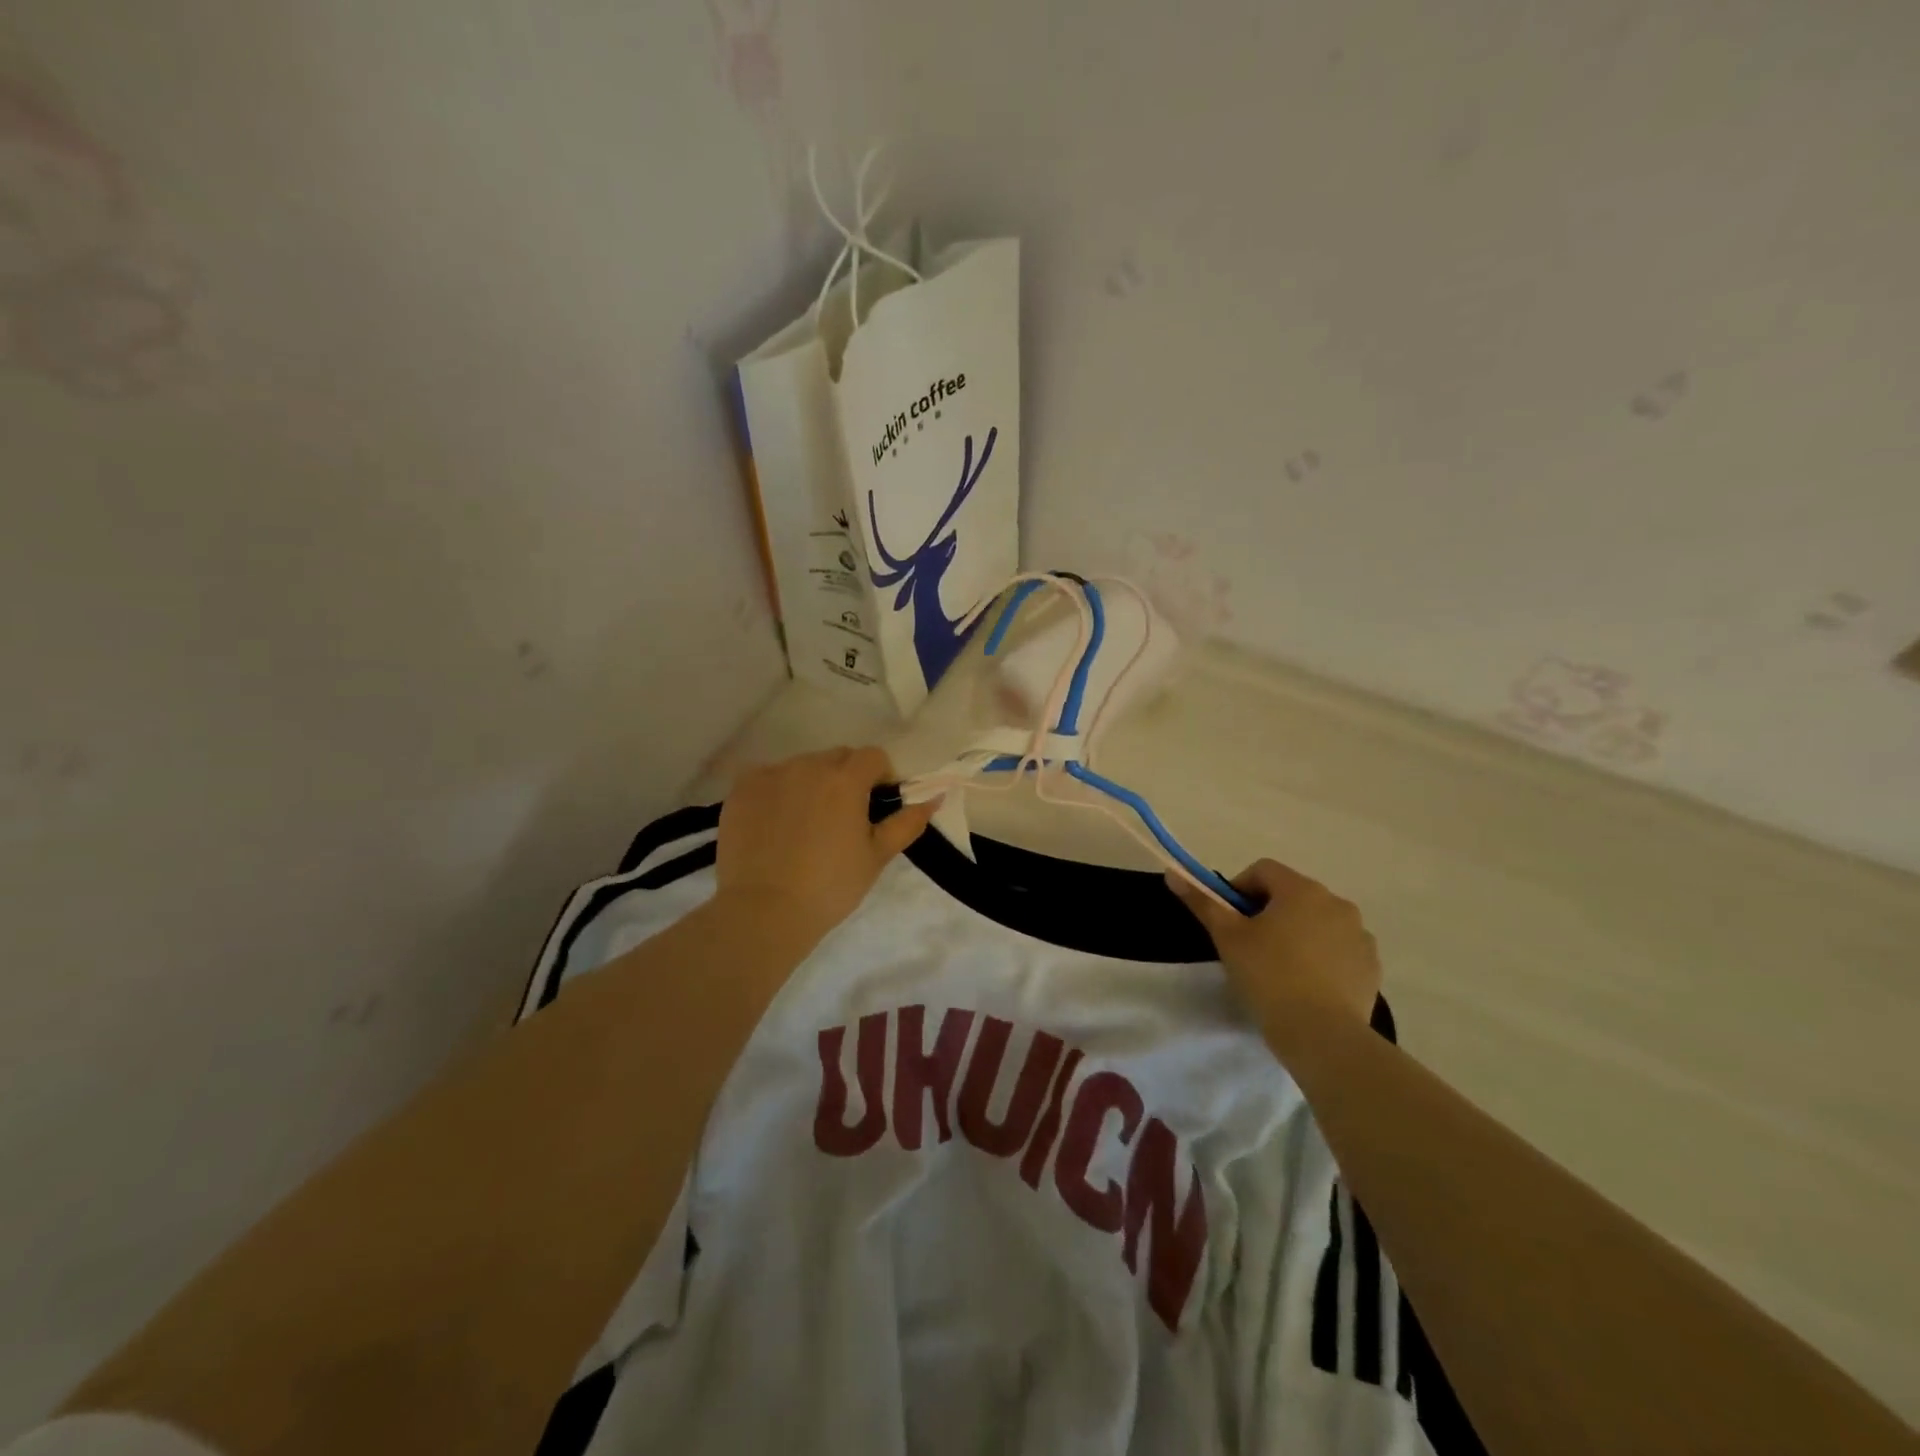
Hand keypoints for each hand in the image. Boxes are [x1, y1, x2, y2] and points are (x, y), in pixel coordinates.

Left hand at [715, 747, 938, 943]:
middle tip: (841, 819)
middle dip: (846, 779)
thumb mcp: (877, 856)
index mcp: (846, 779)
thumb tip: (935, 797)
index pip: (873, 757)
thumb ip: (908, 822)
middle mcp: (808, 765)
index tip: (874, 807)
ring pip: (802, 766)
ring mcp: (771, 774)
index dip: (880, 778)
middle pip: (837, 758)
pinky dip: (777, 791)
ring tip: (804, 825)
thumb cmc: (830, 886)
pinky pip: (768, 777)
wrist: (764, 911)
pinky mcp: (742, 789)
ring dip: (811, 784)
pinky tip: (775, 824)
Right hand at [1168, 860, 1380, 1035]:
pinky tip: (1307, 985)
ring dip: (1298, 933)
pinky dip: (1322, 957)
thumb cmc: (1269, 976)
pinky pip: (1339, 949)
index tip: (1230, 920)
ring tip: (1280, 968)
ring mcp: (1359, 935)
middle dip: (1269, 912)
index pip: (1263, 870)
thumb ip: (1202, 902)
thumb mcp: (1227, 937)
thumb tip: (1173, 873)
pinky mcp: (1371, 966)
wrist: (1322, 1035)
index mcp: (1301, 890)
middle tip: (1250, 946)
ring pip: (1318, 922)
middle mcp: (1337, 903)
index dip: (1240, 889)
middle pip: (1292, 894)